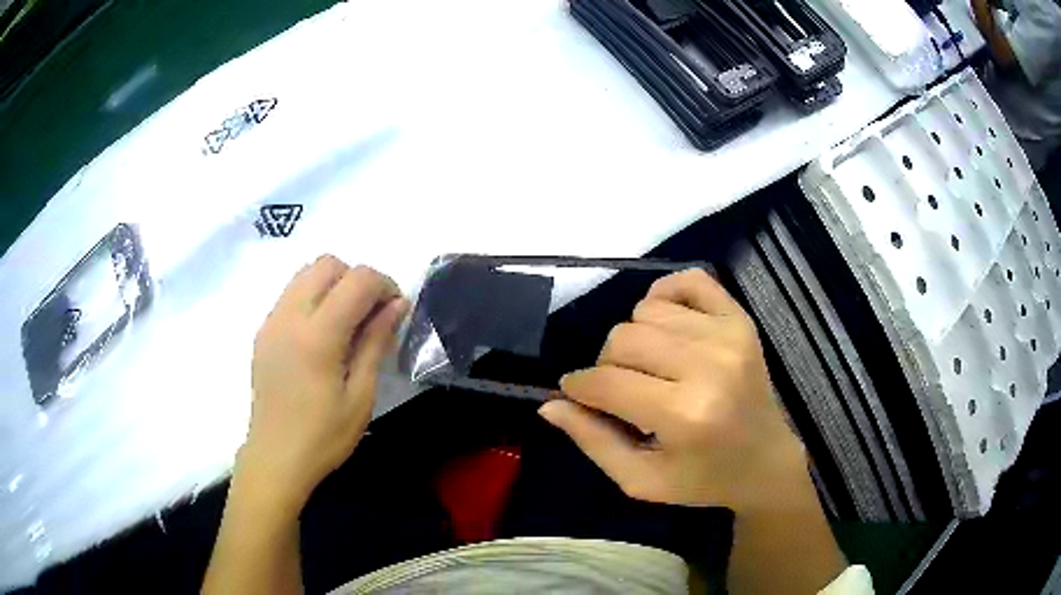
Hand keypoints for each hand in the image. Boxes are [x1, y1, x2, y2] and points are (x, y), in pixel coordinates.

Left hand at [238, 255, 407, 510]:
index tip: (395, 310)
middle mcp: (289, 316)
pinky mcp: (263, 331)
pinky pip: (291, 294)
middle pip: (328, 264)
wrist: (275, 458)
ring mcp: (271, 321)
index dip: (384, 285)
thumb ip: (376, 342)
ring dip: (333, 285)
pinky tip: (322, 335)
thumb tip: (397, 304)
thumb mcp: (361, 395)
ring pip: (306, 273)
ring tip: (346, 322)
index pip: (357, 280)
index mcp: (317, 336)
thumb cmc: (324, 436)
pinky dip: (313, 298)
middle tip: (371, 315)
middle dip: (357, 279)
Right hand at [540, 269, 804, 512]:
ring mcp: (729, 335)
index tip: (574, 393)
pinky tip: (667, 326)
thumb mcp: (641, 480)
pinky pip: (688, 280)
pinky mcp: (740, 319)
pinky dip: (666, 295)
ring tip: (650, 367)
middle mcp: (709, 366)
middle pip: (622, 338)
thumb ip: (593, 441)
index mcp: (684, 415)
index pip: (606, 383)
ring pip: (646, 309)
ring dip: (636, 338)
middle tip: (620, 389)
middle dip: (606, 365)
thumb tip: (549, 404)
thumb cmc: (702, 479)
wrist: (766, 460)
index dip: (578, 387)